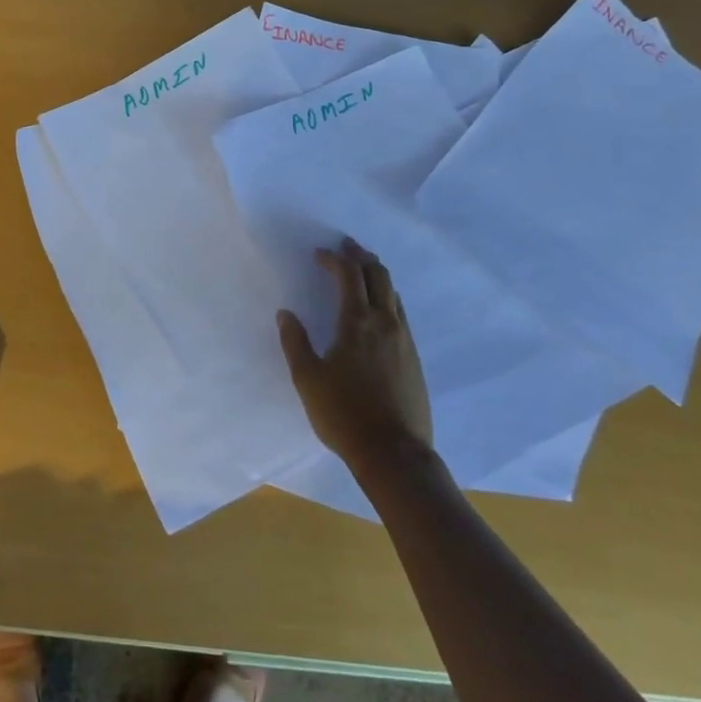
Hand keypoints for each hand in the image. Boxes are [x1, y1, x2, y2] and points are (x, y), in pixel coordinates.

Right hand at [277, 237, 433, 469]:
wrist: (394, 454)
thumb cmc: (344, 414)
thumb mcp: (307, 379)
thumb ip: (295, 342)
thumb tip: (286, 314)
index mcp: (358, 323)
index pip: (348, 276)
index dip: (334, 259)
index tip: (319, 254)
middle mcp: (386, 323)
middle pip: (379, 276)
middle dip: (361, 257)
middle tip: (346, 247)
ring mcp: (404, 341)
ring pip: (394, 294)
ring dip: (377, 276)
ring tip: (362, 271)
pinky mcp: (414, 359)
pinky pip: (401, 314)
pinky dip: (387, 298)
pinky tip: (378, 311)